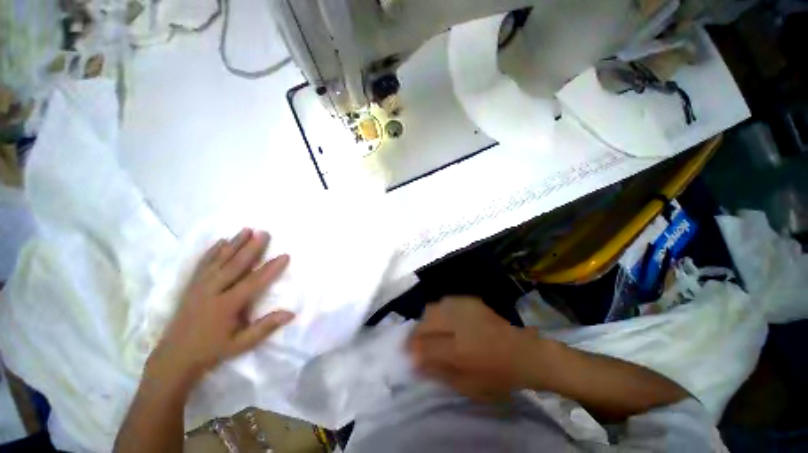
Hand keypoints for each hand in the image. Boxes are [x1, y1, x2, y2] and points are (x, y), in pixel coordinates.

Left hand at [146, 228, 293, 388]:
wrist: (174, 356)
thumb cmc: (212, 350)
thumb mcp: (241, 344)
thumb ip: (265, 327)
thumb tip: (291, 313)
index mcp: (226, 306)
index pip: (253, 283)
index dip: (270, 269)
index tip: (284, 255)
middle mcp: (212, 292)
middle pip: (234, 265)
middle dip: (251, 248)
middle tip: (264, 233)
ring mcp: (199, 287)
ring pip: (219, 260)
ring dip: (234, 244)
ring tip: (246, 230)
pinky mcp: (191, 286)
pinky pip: (203, 264)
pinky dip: (213, 251)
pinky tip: (221, 241)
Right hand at [407, 297, 542, 400]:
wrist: (523, 353)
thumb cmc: (496, 375)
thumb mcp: (467, 385)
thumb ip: (438, 372)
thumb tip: (415, 363)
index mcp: (457, 349)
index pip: (423, 345)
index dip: (411, 349)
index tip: (405, 353)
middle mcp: (457, 324)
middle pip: (425, 322)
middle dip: (416, 332)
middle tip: (416, 342)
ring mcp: (463, 308)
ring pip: (432, 308)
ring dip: (426, 320)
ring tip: (429, 330)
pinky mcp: (470, 300)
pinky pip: (445, 302)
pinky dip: (439, 311)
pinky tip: (444, 320)